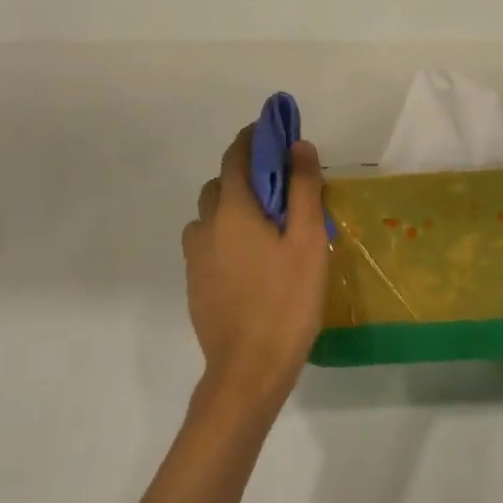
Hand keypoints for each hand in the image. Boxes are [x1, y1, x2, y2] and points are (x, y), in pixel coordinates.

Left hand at [182, 126, 330, 415]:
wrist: (248, 371)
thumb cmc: (285, 301)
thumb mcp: (308, 240)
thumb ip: (303, 188)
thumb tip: (298, 145)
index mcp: (233, 209)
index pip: (236, 156)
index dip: (254, 138)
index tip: (273, 131)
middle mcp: (206, 225)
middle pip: (220, 183)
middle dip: (246, 174)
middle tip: (280, 187)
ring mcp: (195, 257)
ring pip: (210, 215)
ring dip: (233, 206)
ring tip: (266, 227)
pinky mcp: (195, 283)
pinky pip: (208, 243)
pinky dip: (226, 235)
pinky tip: (252, 260)